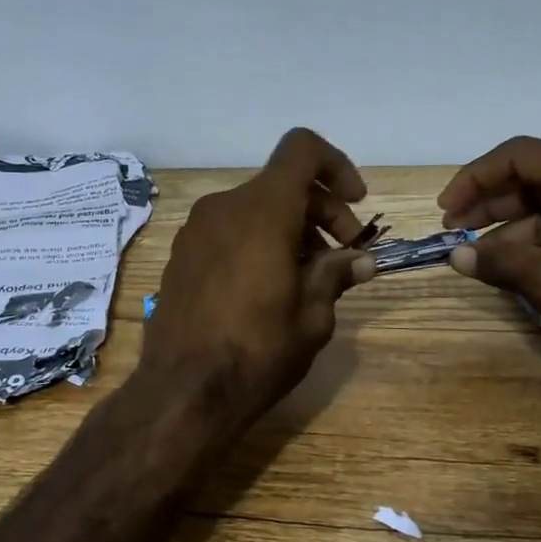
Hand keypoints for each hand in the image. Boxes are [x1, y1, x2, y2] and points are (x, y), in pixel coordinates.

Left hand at [142, 128, 376, 430]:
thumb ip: (335, 275)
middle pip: (281, 184)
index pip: (301, 149)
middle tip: (344, 255)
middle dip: (320, 210)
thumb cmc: (256, 352)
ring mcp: (195, 231)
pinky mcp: (180, 255)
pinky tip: (268, 286)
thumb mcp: (312, 317)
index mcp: (261, 210)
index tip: (356, 203)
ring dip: (290, 229)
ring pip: (254, 208)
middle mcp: (223, 207)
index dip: (335, 166)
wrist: (182, 392)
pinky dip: (257, 241)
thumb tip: (360, 260)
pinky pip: (229, 230)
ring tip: (309, 277)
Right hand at [437, 138, 540, 375]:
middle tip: (456, 230)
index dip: (475, 180)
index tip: (446, 210)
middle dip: (493, 202)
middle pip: (539, 174)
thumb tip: (456, 256)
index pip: (521, 156)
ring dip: (515, 223)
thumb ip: (498, 260)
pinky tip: (517, 260)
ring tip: (480, 254)